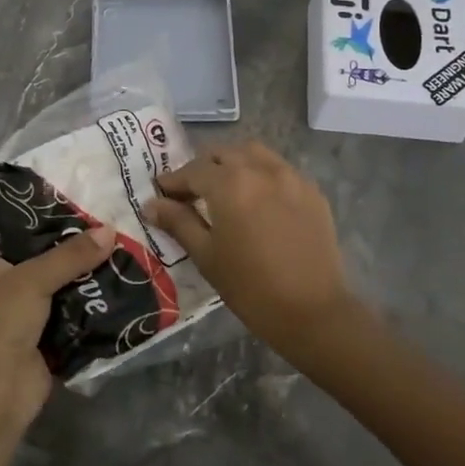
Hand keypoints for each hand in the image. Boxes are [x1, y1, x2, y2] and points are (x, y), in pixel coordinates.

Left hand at [0, 225, 116, 424]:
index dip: (39, 207)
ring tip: (118, 240)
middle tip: (106, 215)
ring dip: (84, 267)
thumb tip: (111, 230)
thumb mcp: (33, 280)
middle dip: (71, 238)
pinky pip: (70, 304)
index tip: (73, 192)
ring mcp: (22, 306)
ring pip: (58, 277)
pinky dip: (89, 295)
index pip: (11, 222)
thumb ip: (71, 254)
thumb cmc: (1, 325)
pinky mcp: (43, 330)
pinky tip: (117, 277)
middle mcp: (0, 278)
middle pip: (40, 249)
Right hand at [143, 142, 353, 355]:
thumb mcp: (206, 255)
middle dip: (202, 168)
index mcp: (230, 183)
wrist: (313, 312)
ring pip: (253, 153)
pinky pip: (279, 169)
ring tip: (225, 188)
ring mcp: (290, 176)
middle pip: (222, 154)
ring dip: (233, 163)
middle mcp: (260, 169)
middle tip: (191, 193)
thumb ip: (178, 222)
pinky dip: (261, 174)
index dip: (173, 181)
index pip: (193, 171)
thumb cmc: (250, 287)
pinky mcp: (312, 190)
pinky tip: (258, 199)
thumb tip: (151, 204)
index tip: (161, 193)